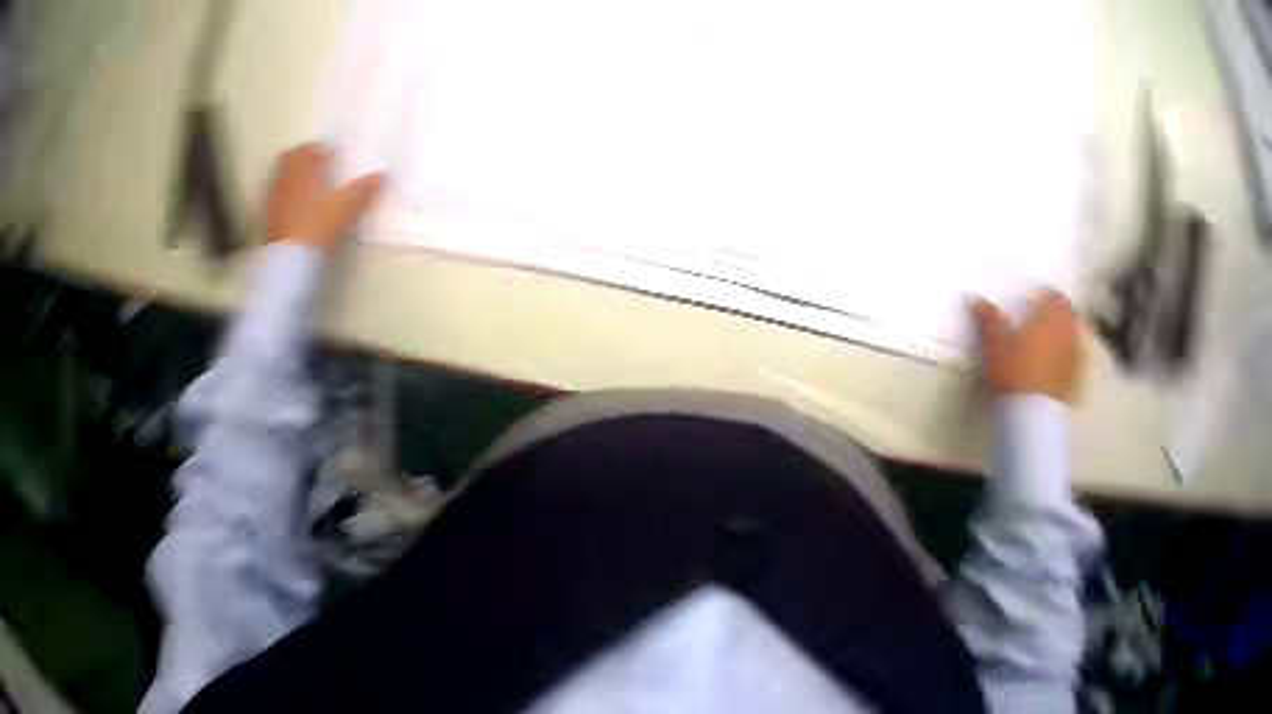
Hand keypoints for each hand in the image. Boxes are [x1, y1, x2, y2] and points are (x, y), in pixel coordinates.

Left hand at [265, 143, 385, 252]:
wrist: (289, 262)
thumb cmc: (317, 227)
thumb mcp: (346, 209)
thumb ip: (364, 190)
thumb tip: (384, 175)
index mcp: (303, 169)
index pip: (311, 149)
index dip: (323, 150)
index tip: (333, 155)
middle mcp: (286, 179)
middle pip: (291, 158)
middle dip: (303, 158)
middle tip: (317, 164)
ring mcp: (273, 198)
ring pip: (282, 177)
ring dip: (294, 175)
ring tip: (308, 184)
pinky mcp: (268, 218)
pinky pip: (276, 196)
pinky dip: (287, 194)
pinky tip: (297, 206)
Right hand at [971, 290, 1084, 401]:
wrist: (1031, 416)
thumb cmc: (1014, 371)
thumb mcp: (994, 344)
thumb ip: (989, 320)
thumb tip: (977, 300)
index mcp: (1051, 315)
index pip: (1055, 296)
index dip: (1046, 298)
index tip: (1034, 304)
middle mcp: (1068, 331)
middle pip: (1069, 316)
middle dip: (1058, 317)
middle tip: (1041, 324)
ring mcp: (1075, 357)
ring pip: (1073, 338)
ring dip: (1063, 338)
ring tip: (1046, 347)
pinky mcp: (1075, 381)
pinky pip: (1073, 362)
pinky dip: (1064, 361)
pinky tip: (1050, 370)